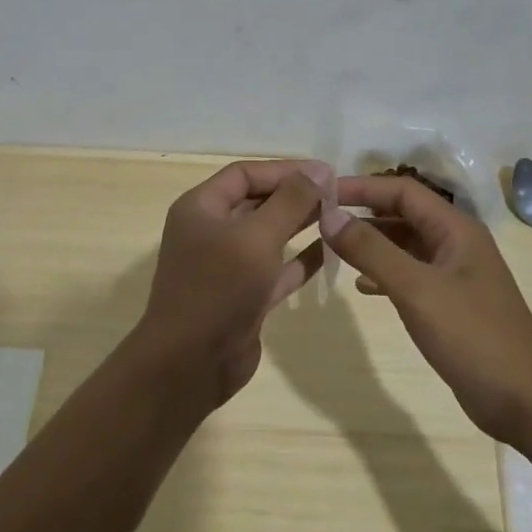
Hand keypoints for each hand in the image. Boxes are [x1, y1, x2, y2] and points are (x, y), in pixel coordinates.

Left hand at [133, 159, 332, 406]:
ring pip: (268, 236)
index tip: (325, 172)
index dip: (284, 169)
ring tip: (339, 216)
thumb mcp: (256, 236)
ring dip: (300, 224)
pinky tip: (331, 250)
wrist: (191, 363)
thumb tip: (320, 169)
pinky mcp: (244, 297)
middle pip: (257, 202)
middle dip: (295, 195)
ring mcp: (227, 267)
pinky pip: (276, 269)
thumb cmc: (219, 287)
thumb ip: (290, 201)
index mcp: (201, 208)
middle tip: (339, 194)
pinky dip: (300, 259)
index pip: (244, 174)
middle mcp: (211, 232)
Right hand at [322, 174, 531, 442]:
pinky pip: (410, 274)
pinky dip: (384, 274)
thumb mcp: (416, 289)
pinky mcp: (450, 303)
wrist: (524, 400)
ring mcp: (454, 274)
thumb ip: (371, 250)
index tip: (321, 194)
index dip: (361, 187)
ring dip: (371, 244)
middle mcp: (456, 243)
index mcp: (456, 229)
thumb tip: (329, 216)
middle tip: (320, 221)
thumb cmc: (472, 337)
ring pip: (404, 245)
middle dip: (363, 214)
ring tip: (332, 250)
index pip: (402, 190)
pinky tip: (362, 287)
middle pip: (403, 214)